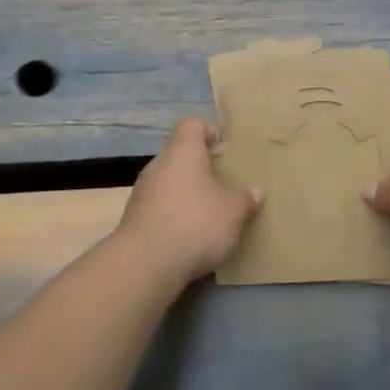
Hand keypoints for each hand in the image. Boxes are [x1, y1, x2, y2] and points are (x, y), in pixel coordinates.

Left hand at [118, 118, 261, 280]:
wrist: (144, 264)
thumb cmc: (195, 223)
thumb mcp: (233, 212)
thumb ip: (245, 199)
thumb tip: (255, 192)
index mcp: (183, 151)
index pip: (192, 124)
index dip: (210, 132)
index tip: (225, 151)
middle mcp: (158, 165)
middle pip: (180, 155)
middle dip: (201, 169)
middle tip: (223, 187)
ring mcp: (142, 192)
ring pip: (168, 183)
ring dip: (186, 195)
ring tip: (208, 215)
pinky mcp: (133, 219)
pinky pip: (159, 208)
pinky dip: (173, 216)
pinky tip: (188, 237)